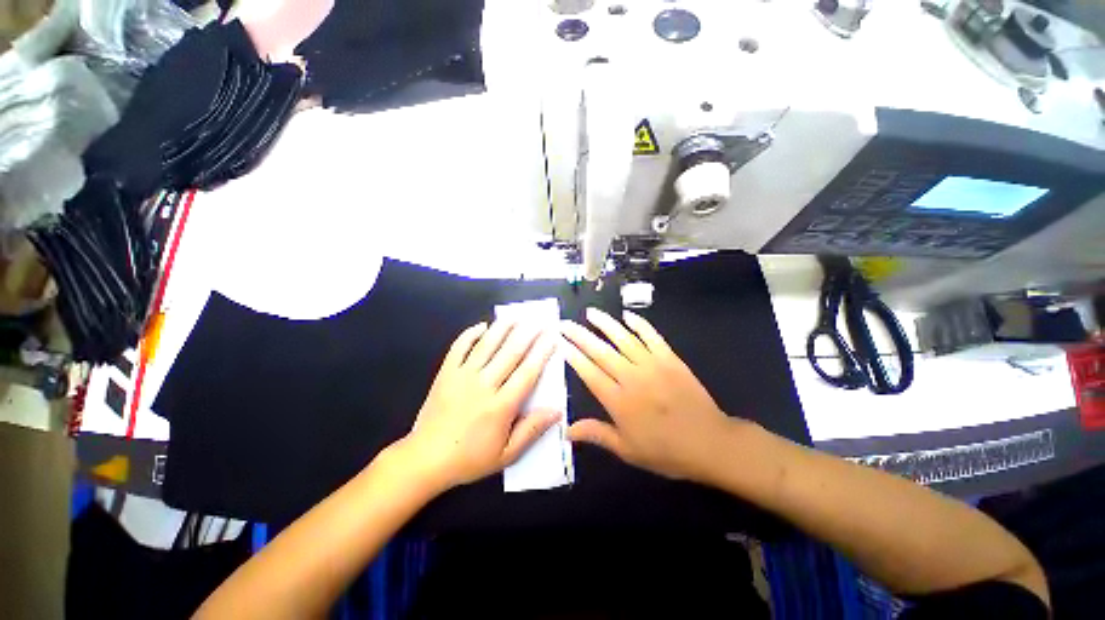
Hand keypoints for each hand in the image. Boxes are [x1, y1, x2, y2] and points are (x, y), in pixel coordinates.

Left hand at [393, 319, 561, 490]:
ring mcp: (462, 376)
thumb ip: (532, 430)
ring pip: (486, 345)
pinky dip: (470, 334)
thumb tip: (557, 410)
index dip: (542, 353)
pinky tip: (482, 326)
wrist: (425, 459)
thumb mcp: (506, 454)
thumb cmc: (470, 458)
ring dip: (503, 328)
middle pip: (510, 353)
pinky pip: (459, 347)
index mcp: (501, 405)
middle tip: (540, 320)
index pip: (527, 372)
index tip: (552, 338)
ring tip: (516, 315)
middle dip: (527, 334)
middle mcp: (484, 385)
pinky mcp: (446, 373)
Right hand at [560, 308, 737, 480]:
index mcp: (619, 401)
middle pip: (601, 351)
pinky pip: (652, 337)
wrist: (710, 443)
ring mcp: (653, 365)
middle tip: (565, 323)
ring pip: (624, 339)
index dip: (573, 356)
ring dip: (606, 324)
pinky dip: (640, 324)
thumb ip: (597, 434)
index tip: (560, 342)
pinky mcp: (670, 359)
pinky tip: (627, 315)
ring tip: (591, 313)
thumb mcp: (628, 450)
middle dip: (581, 335)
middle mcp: (632, 378)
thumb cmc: (666, 451)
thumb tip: (567, 430)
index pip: (590, 372)